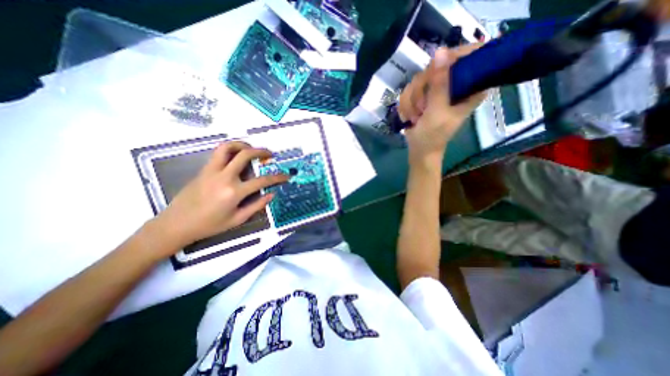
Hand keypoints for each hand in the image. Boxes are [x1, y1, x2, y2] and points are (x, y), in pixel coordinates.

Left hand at [152, 141, 287, 251]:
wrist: (176, 224)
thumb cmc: (209, 225)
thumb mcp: (237, 219)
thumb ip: (257, 205)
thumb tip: (271, 194)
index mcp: (234, 192)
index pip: (262, 180)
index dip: (277, 177)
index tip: (286, 176)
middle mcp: (224, 177)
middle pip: (245, 155)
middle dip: (261, 152)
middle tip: (270, 154)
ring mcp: (212, 171)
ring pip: (228, 147)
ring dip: (243, 145)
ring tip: (252, 149)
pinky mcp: (203, 169)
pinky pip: (219, 154)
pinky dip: (231, 150)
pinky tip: (237, 157)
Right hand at [397, 44, 486, 163]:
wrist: (419, 151)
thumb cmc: (433, 136)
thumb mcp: (438, 112)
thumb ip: (440, 85)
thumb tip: (440, 52)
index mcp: (470, 87)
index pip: (471, 55)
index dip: (452, 57)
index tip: (434, 73)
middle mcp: (455, 84)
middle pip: (436, 66)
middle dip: (422, 89)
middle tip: (421, 108)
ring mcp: (437, 89)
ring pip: (418, 78)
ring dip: (412, 101)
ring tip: (416, 117)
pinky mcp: (423, 95)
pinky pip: (409, 90)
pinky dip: (406, 105)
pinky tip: (410, 117)